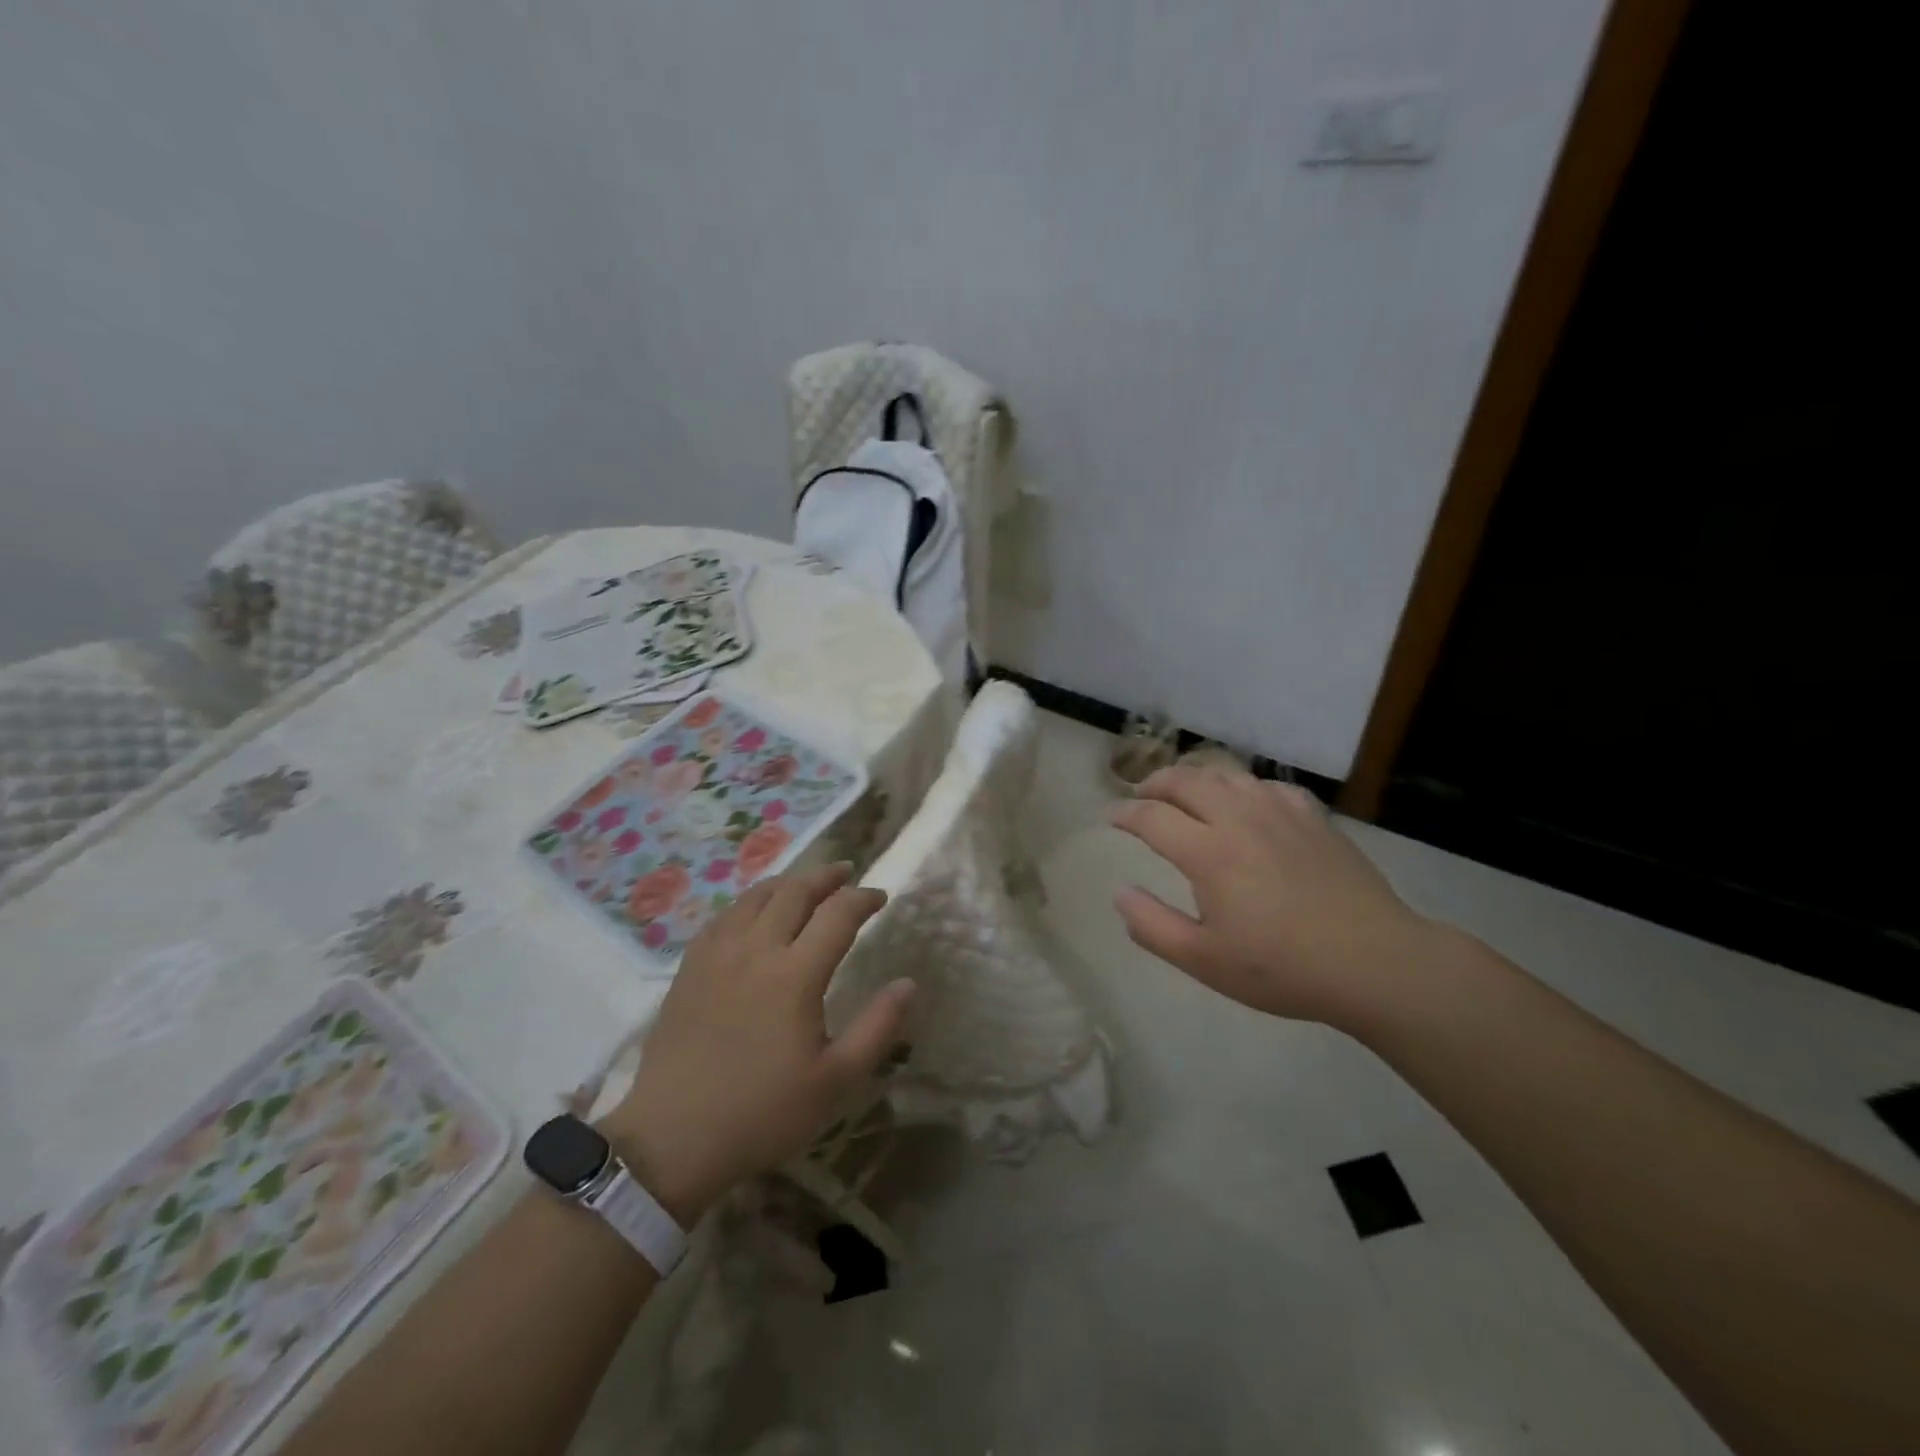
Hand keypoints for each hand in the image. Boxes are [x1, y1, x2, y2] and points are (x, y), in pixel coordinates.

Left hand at [599, 864, 914, 1222]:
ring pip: (756, 897)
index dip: (863, 899)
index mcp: (795, 974)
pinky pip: (723, 916)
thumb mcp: (835, 1080)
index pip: (838, 914)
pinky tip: (753, 912)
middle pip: (795, 892)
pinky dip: (748, 902)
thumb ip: (877, 1027)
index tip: (881, 897)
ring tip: (805, 884)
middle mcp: (756, 950)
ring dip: (787, 883)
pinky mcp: (689, 968)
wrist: (673, 1138)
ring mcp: (717, 955)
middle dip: (826, 877)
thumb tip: (908, 983)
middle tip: (846, 873)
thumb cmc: (762, 1112)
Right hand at [1110, 765, 1433, 1028]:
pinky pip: (1270, 787)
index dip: (1126, 815)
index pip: (1152, 817)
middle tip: (1141, 795)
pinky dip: (1245, 787)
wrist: (1375, 962)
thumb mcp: (1204, 961)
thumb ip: (1153, 926)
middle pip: (1186, 781)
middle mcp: (1239, 819)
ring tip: (1185, 791)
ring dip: (1196, 777)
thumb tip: (1120, 894)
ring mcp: (1280, 813)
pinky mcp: (1314, 818)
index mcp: (1208, 853)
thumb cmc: (1282, 968)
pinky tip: (1247, 802)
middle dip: (1155, 783)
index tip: (1113, 819)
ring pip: (1227, 775)